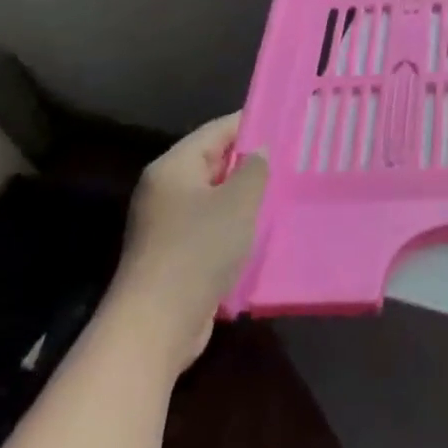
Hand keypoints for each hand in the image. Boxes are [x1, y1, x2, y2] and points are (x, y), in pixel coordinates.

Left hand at [109, 114, 267, 374]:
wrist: (155, 325)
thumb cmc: (198, 249)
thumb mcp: (238, 201)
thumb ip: (254, 168)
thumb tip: (260, 150)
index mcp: (173, 167)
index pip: (217, 130)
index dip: (252, 122)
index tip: (287, 121)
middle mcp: (164, 190)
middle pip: (214, 162)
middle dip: (251, 161)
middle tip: (292, 157)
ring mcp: (166, 224)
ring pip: (214, 196)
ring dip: (244, 196)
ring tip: (284, 191)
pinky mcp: (173, 254)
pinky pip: (210, 226)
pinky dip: (234, 224)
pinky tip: (262, 229)